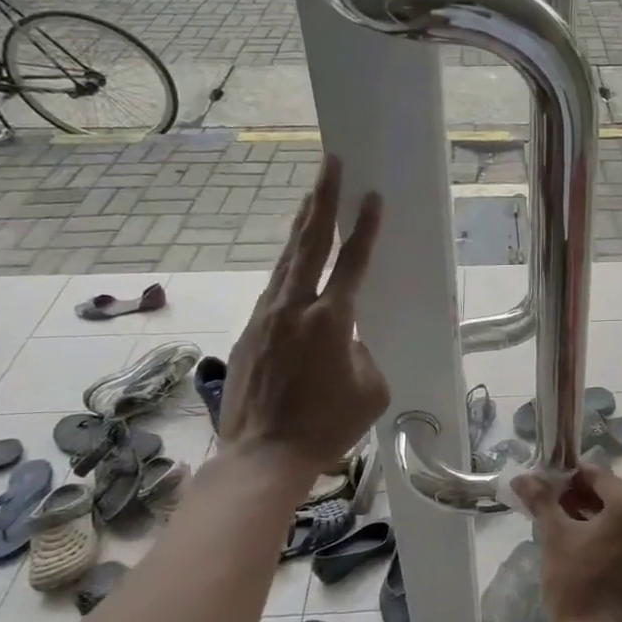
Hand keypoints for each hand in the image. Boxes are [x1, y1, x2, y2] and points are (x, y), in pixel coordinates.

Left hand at [220, 155, 389, 473]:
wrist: (263, 456)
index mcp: (331, 320)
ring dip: (302, 227)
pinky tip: (294, 262)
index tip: (372, 196)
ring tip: (312, 199)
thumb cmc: (327, 427)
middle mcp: (294, 308)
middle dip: (322, 200)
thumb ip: (364, 353)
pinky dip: (287, 268)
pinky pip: (273, 290)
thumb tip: (349, 339)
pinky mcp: (249, 332)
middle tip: (330, 165)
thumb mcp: (371, 390)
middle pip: (309, 243)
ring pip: (285, 261)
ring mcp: (266, 317)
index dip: (365, 227)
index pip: (352, 262)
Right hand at [512, 465, 621, 621]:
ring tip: (560, 521)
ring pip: (619, 513)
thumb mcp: (555, 535)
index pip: (597, 475)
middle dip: (579, 495)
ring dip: (591, 512)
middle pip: (610, 493)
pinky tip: (580, 538)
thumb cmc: (576, 582)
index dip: (568, 477)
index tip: (545, 485)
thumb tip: (522, 478)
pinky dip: (606, 529)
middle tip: (549, 504)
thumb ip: (542, 500)